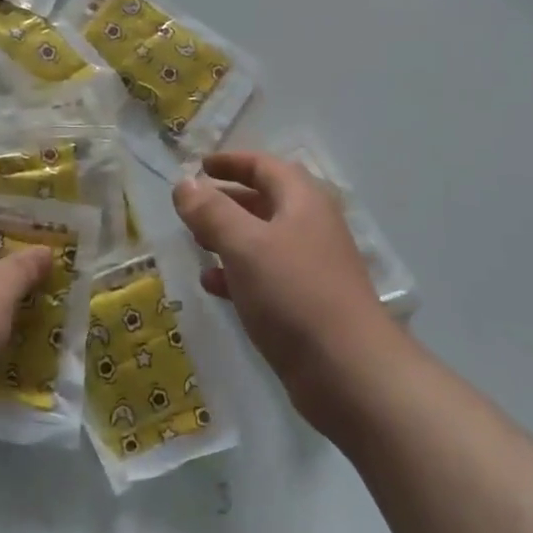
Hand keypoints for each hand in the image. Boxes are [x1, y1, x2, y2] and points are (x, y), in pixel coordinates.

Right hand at [173, 152, 391, 423]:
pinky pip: (266, 276)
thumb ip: (211, 211)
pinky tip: (212, 284)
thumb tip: (184, 183)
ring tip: (195, 244)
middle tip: (192, 208)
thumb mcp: (244, 245)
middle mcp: (311, 227)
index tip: (199, 166)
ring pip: (263, 240)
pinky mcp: (306, 303)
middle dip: (226, 201)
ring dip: (228, 238)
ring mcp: (311, 267)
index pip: (264, 166)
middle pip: (265, 201)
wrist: (348, 371)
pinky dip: (237, 273)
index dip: (231, 162)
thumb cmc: (294, 293)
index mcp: (303, 201)